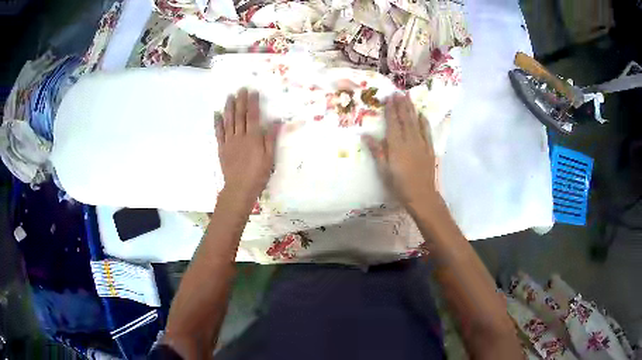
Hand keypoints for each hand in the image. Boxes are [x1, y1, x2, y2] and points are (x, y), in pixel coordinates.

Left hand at [215, 88, 277, 205]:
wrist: (239, 188)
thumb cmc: (257, 174)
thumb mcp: (269, 158)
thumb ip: (271, 139)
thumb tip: (275, 121)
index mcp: (253, 138)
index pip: (252, 116)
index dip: (252, 103)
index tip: (252, 92)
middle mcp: (240, 136)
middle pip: (240, 115)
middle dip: (240, 101)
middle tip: (240, 89)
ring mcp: (229, 142)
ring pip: (228, 121)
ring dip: (229, 108)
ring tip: (229, 97)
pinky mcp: (222, 149)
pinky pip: (219, 133)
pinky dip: (218, 123)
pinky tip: (217, 114)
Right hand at [362, 93, 439, 211]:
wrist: (421, 195)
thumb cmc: (399, 185)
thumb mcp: (384, 170)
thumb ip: (377, 151)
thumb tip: (365, 135)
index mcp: (396, 145)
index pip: (393, 123)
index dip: (391, 109)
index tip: (389, 97)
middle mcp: (410, 140)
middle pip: (405, 119)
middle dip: (401, 104)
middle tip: (398, 92)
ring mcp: (421, 144)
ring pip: (416, 122)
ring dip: (411, 109)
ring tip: (408, 97)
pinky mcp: (429, 149)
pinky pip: (427, 132)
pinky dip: (424, 122)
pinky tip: (422, 114)